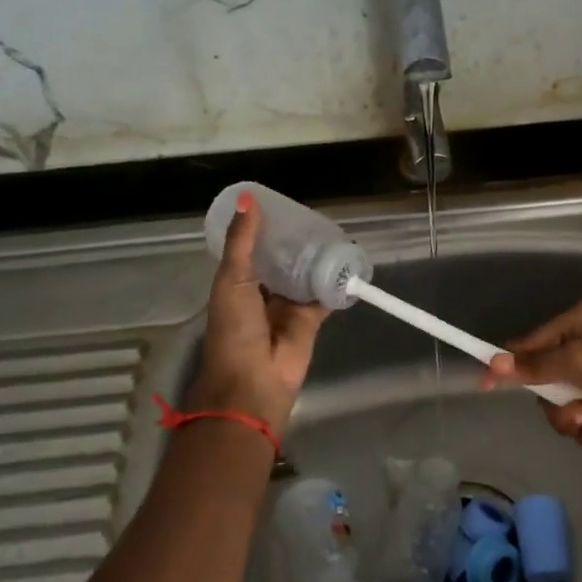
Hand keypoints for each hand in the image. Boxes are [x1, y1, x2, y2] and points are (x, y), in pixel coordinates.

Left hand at [193, 192, 327, 433]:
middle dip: (294, 243)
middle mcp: (262, 293)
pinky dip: (335, 282)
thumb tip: (248, 198)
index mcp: (236, 283)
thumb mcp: (232, 280)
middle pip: (281, 261)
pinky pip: (324, 296)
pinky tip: (348, 261)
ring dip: (315, 259)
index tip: (281, 205)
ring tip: (333, 231)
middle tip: (314, 216)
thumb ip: (243, 242)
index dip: (264, 229)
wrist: (254, 382)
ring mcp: (287, 308)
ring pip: (304, 276)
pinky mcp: (310, 321)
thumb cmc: (234, 330)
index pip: (252, 249)